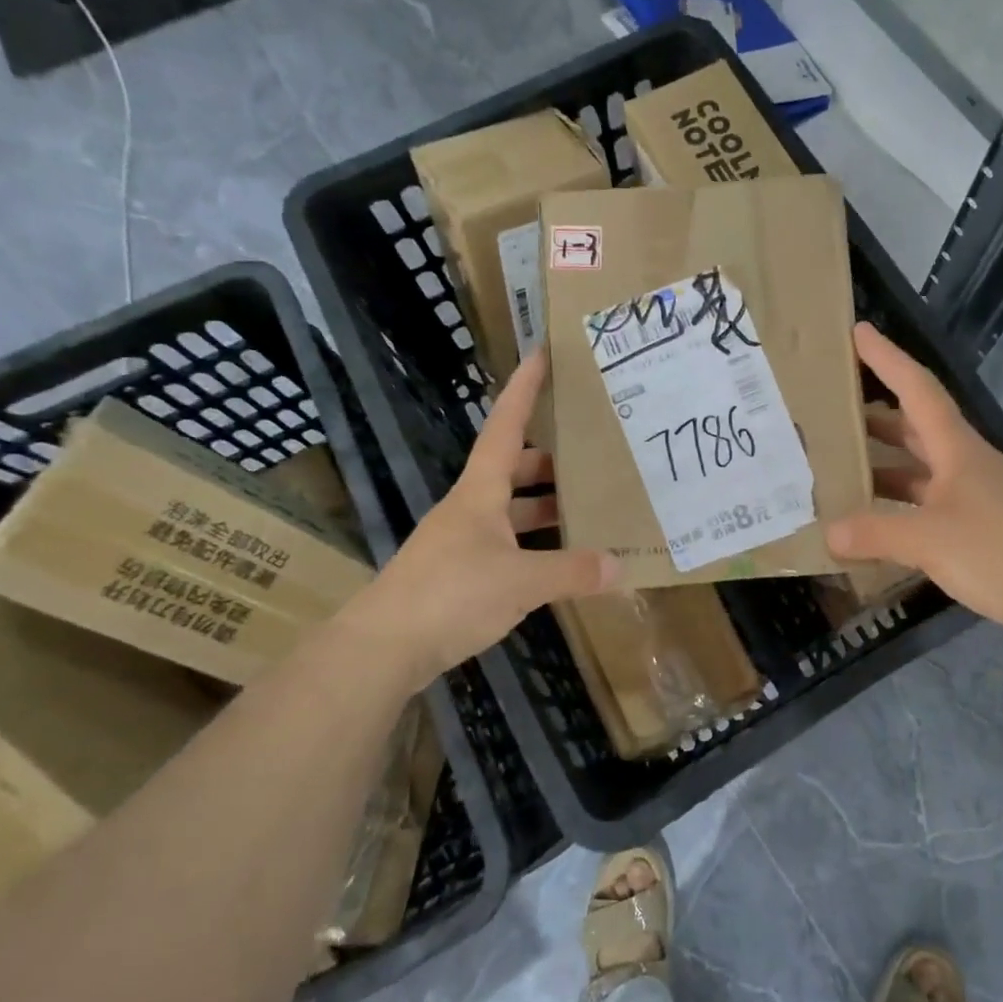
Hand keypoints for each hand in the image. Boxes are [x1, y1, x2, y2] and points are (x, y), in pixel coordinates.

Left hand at [343, 349, 616, 679]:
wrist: (383, 647)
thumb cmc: (451, 594)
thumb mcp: (520, 581)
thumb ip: (572, 572)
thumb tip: (619, 567)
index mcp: (481, 492)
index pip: (506, 426)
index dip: (524, 389)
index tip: (541, 354)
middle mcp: (471, 508)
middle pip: (513, 469)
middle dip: (551, 461)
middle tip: (593, 457)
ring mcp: (463, 542)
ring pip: (512, 511)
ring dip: (545, 508)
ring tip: (589, 510)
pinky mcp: (460, 575)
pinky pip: (508, 545)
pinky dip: (535, 546)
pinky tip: (560, 562)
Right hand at [826, 323, 1002, 642]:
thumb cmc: (998, 551)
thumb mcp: (927, 539)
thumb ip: (874, 532)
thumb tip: (829, 532)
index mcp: (957, 448)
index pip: (917, 389)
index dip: (887, 359)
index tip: (858, 333)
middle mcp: (965, 463)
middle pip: (915, 426)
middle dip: (876, 414)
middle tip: (833, 409)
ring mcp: (974, 496)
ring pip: (920, 467)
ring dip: (884, 463)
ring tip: (842, 465)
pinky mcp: (979, 527)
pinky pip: (927, 503)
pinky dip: (899, 504)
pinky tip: (874, 520)